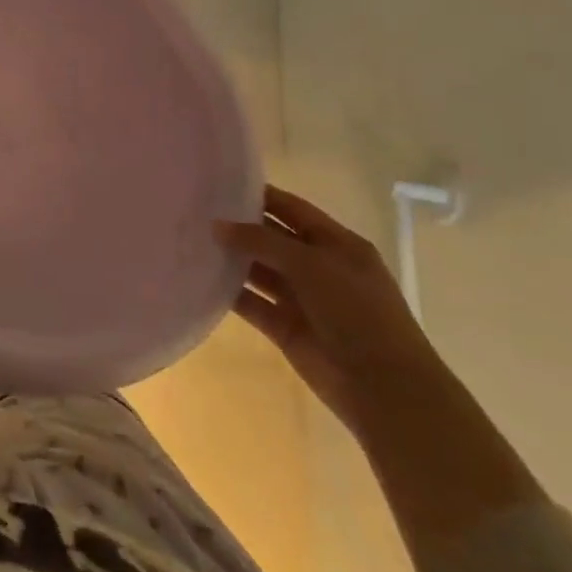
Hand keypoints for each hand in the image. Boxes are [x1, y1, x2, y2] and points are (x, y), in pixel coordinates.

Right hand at [217, 185, 445, 433]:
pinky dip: (228, 292)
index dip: (259, 195)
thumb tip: (217, 225)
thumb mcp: (312, 265)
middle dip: (238, 226)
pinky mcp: (284, 326)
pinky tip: (198, 278)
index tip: (218, 184)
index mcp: (337, 244)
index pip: (292, 209)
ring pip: (258, 270)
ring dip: (230, 259)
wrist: (383, 386)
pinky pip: (251, 302)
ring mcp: (301, 298)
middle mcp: (318, 267)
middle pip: (271, 238)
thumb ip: (262, 241)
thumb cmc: (357, 312)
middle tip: (193, 212)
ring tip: (188, 241)